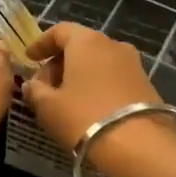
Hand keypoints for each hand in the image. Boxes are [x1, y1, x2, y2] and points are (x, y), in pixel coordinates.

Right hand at [22, 24, 175, 176]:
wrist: (139, 145)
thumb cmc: (84, 117)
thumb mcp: (48, 106)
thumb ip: (35, 91)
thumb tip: (31, 84)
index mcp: (86, 41)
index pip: (60, 31)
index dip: (41, 43)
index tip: (29, 58)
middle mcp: (113, 45)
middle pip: (80, 45)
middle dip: (59, 62)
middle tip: (44, 85)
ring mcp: (133, 64)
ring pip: (98, 62)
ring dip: (80, 75)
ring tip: (66, 99)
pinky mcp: (146, 84)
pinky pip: (113, 77)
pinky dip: (97, 85)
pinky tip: (88, 107)